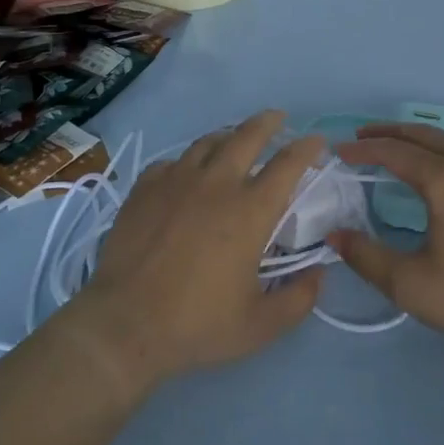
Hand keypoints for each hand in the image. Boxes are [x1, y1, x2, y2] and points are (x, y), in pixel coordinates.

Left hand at [70, 111, 324, 386]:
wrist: (125, 325)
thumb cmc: (197, 325)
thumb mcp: (261, 325)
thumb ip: (298, 299)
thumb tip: (318, 275)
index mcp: (250, 211)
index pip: (288, 164)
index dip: (307, 148)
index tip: (316, 141)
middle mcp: (217, 184)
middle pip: (247, 136)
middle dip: (268, 122)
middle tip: (278, 119)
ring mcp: (176, 181)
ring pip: (208, 142)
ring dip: (227, 137)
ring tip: (233, 140)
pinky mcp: (145, 188)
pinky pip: (171, 162)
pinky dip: (186, 163)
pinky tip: (185, 174)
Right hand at [332, 123, 443, 353]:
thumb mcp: (412, 285)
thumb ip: (368, 258)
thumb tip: (335, 235)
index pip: (394, 152)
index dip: (364, 150)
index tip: (339, 152)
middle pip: (423, 135)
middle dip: (389, 132)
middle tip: (362, 137)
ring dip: (418, 139)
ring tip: (396, 147)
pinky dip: (441, 151)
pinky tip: (439, 172)